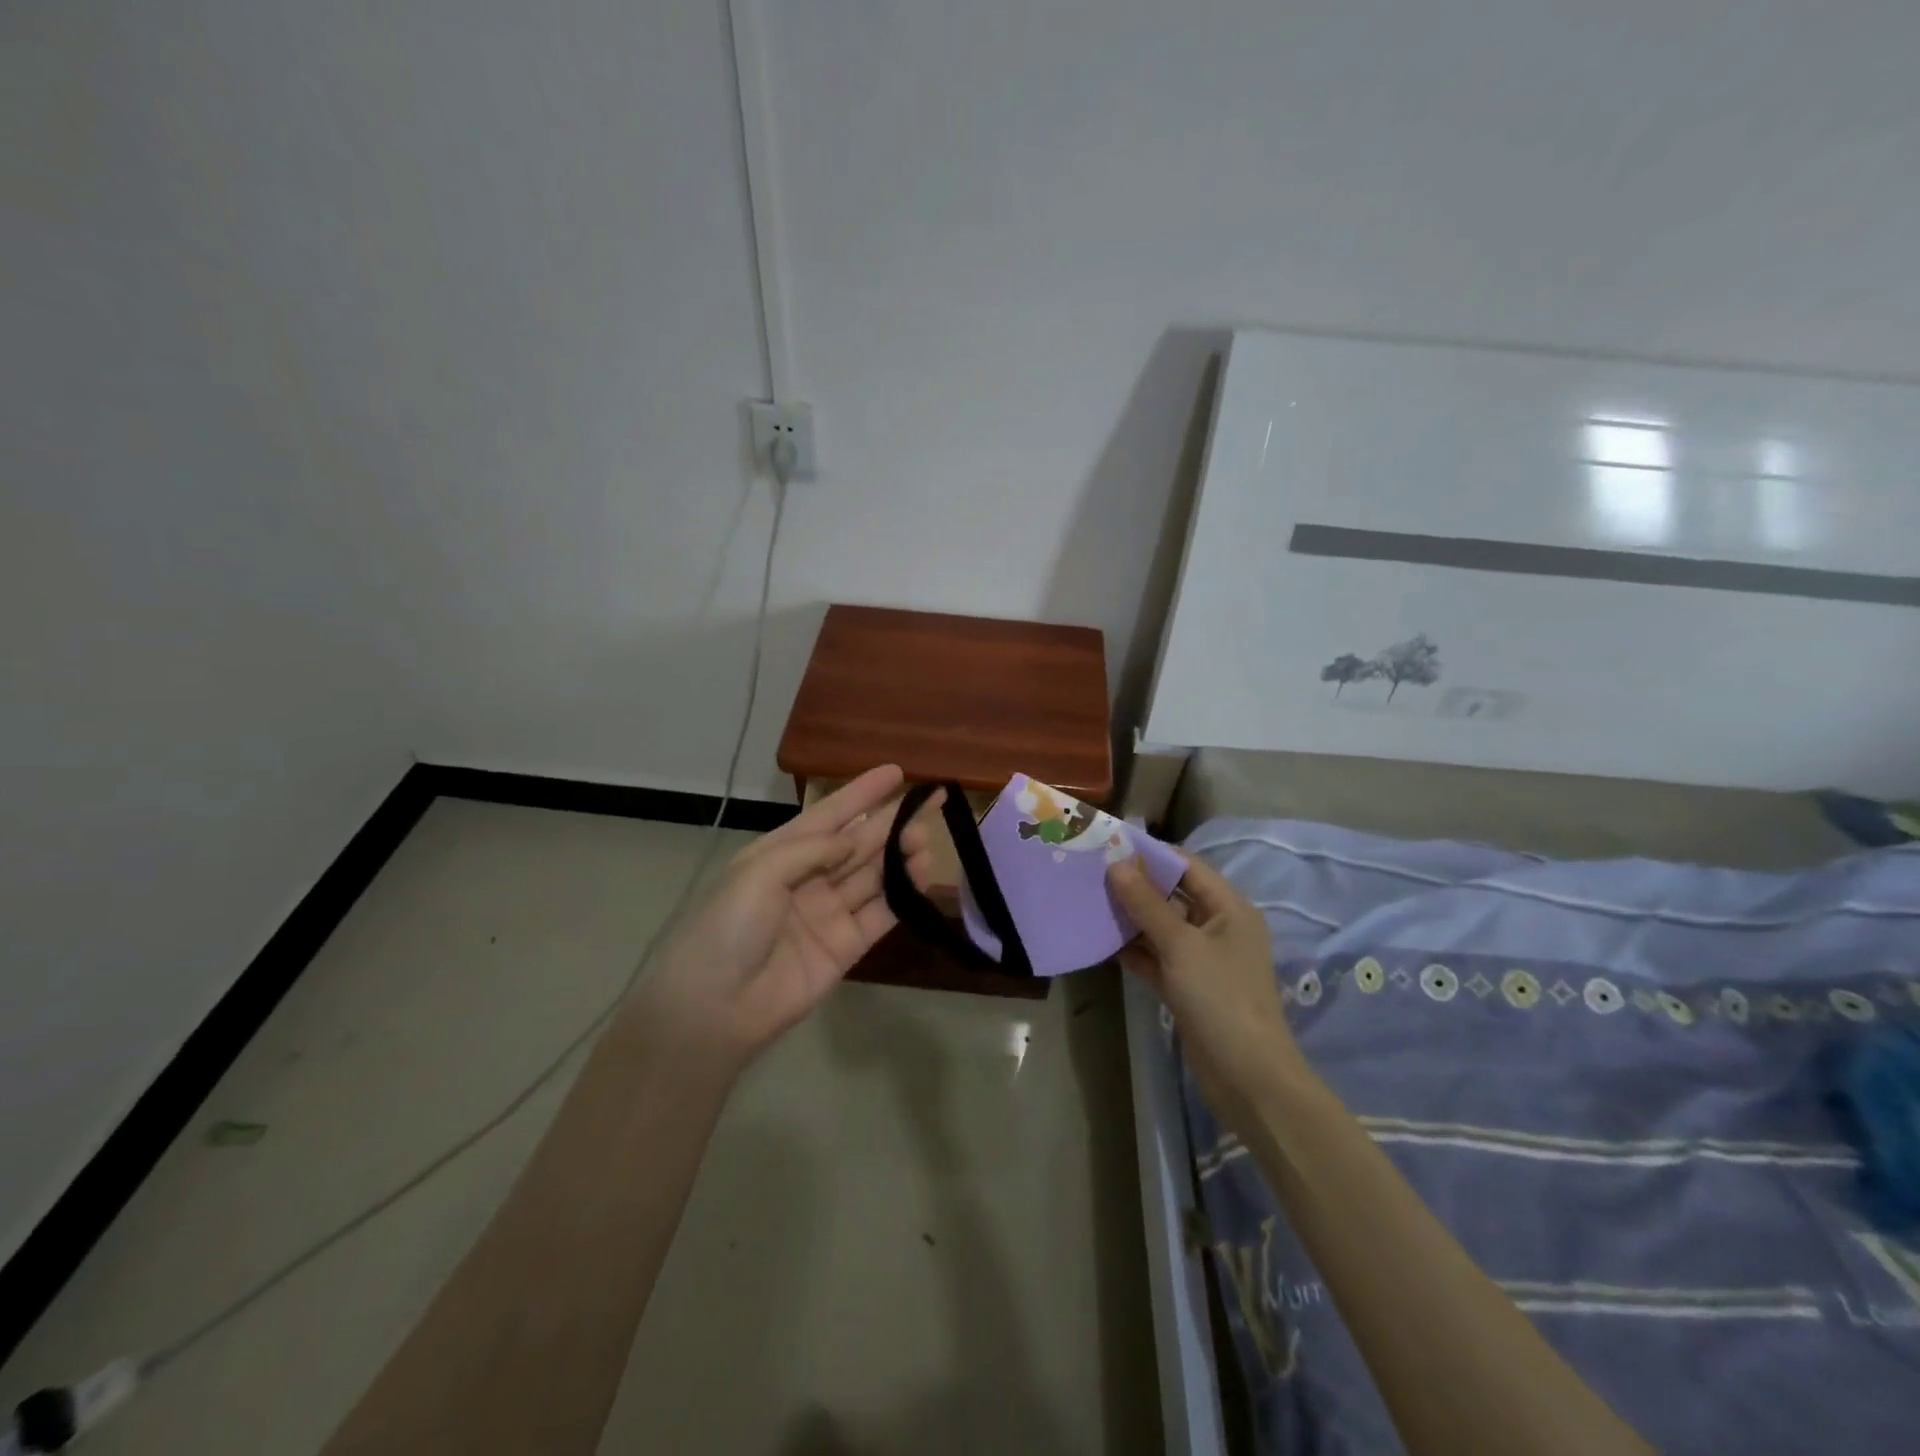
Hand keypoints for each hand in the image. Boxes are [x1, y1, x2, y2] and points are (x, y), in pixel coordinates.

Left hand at [638, 765, 943, 1067]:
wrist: (717, 1007)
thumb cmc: (730, 927)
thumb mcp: (761, 871)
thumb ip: (813, 849)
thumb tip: (855, 838)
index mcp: (780, 853)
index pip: (829, 815)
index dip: (861, 794)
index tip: (895, 772)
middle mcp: (808, 877)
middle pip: (857, 843)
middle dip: (891, 821)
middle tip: (929, 802)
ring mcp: (829, 912)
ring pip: (873, 875)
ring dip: (900, 854)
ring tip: (927, 837)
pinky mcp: (846, 945)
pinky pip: (880, 912)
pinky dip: (902, 893)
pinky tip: (922, 873)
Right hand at [1108, 851, 1306, 1134]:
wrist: (1247, 1076)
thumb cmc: (1220, 997)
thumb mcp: (1181, 945)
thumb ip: (1147, 904)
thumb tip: (1117, 865)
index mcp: (1229, 908)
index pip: (1188, 867)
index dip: (1152, 855)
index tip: (1111, 846)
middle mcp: (1218, 927)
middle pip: (1173, 895)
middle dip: (1136, 886)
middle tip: (1093, 873)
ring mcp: (1203, 959)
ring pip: (1162, 927)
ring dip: (1131, 918)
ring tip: (1090, 902)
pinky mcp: (1188, 986)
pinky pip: (1157, 957)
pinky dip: (1134, 950)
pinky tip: (1102, 941)